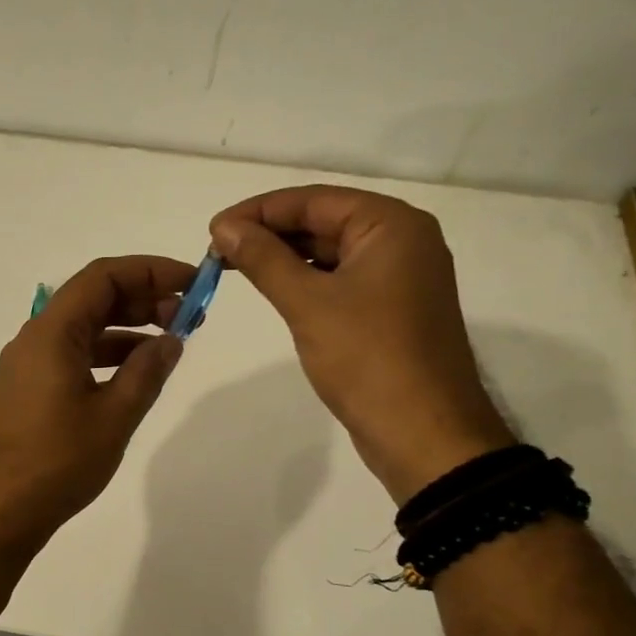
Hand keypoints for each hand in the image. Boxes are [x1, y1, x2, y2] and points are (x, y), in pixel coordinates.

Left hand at [0, 255, 193, 540]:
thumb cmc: (57, 462)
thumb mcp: (114, 416)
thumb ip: (147, 372)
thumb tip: (171, 340)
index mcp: (52, 333)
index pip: (103, 277)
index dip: (149, 271)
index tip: (191, 282)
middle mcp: (34, 339)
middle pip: (92, 298)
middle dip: (142, 298)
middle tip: (187, 315)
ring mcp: (27, 365)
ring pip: (82, 328)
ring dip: (126, 327)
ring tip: (169, 343)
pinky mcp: (26, 390)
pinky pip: (71, 354)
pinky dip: (106, 354)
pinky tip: (134, 373)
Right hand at [210, 186, 511, 501]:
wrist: (422, 434)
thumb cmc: (367, 358)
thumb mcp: (308, 302)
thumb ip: (263, 259)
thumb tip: (224, 228)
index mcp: (392, 225)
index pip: (314, 200)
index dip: (258, 211)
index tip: (212, 229)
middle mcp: (402, 241)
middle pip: (323, 222)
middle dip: (269, 234)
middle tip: (217, 252)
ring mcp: (399, 277)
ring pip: (330, 253)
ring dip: (283, 258)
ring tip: (234, 268)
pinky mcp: (390, 310)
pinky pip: (340, 281)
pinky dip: (305, 281)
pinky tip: (273, 290)